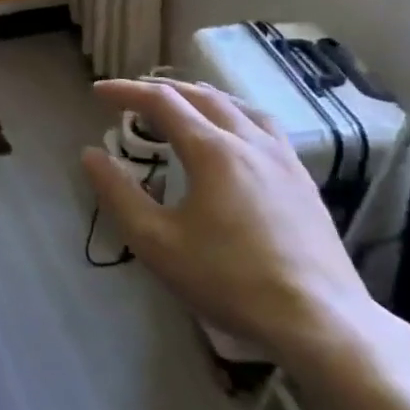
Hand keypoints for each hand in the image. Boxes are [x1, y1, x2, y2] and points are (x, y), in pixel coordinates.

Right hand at [81, 78, 382, 368]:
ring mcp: (283, 159)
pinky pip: (265, 127)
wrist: (318, 320)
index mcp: (212, 150)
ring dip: (203, 96)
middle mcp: (249, 142)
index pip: (162, 102)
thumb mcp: (156, 242)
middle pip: (202, 96)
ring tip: (183, 103)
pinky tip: (236, 136)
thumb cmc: (228, 280)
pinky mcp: (303, 180)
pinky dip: (236, 115)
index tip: (98, 91)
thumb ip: (119, 194)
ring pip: (239, 107)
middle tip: (134, 95)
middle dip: (162, 89)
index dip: (126, 91)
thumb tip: (91, 154)